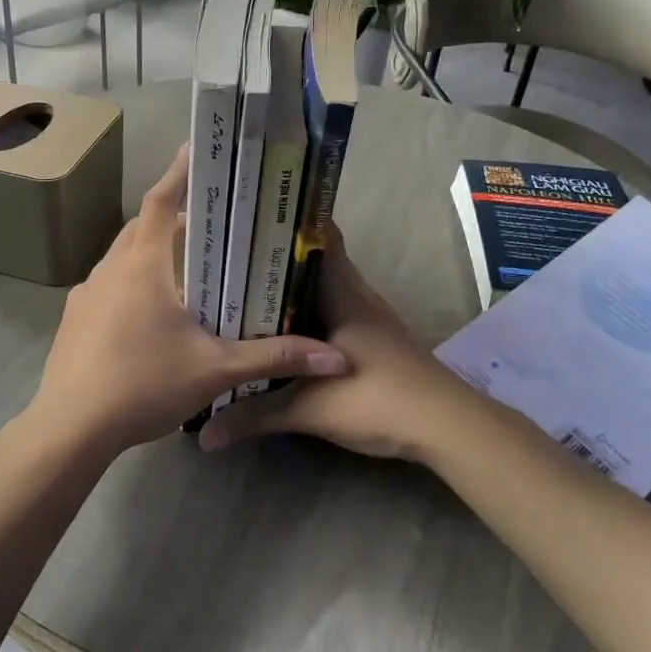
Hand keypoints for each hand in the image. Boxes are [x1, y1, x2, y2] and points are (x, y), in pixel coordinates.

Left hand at [29, 146, 349, 459]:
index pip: (161, 201)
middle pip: (141, 226)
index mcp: (142, 266)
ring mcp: (86, 295)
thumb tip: (335, 359)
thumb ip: (273, 358)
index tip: (195, 149)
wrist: (70, 428)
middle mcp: (109, 270)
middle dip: (172, 217)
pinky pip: (108, 286)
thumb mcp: (215, 371)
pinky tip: (149, 315)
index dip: (180, 173)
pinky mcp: (73, 320)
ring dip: (150, 252)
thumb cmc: (143, 385)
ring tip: (184, 269)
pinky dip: (131, 284)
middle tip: (208, 222)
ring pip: (122, 257)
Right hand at [199, 225, 470, 462]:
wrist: (446, 427)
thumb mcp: (310, 409)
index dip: (287, 220)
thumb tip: (204, 432)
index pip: (320, 234)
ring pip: (322, 289)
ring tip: (242, 291)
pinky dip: (304, 316)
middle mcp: (356, 295)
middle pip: (314, 260)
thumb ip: (255, 415)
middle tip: (228, 259)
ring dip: (289, 289)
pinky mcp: (372, 341)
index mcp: (343, 292)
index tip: (247, 218)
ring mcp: (367, 318)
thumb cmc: (379, 399)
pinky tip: (279, 334)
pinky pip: (330, 314)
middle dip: (275, 257)